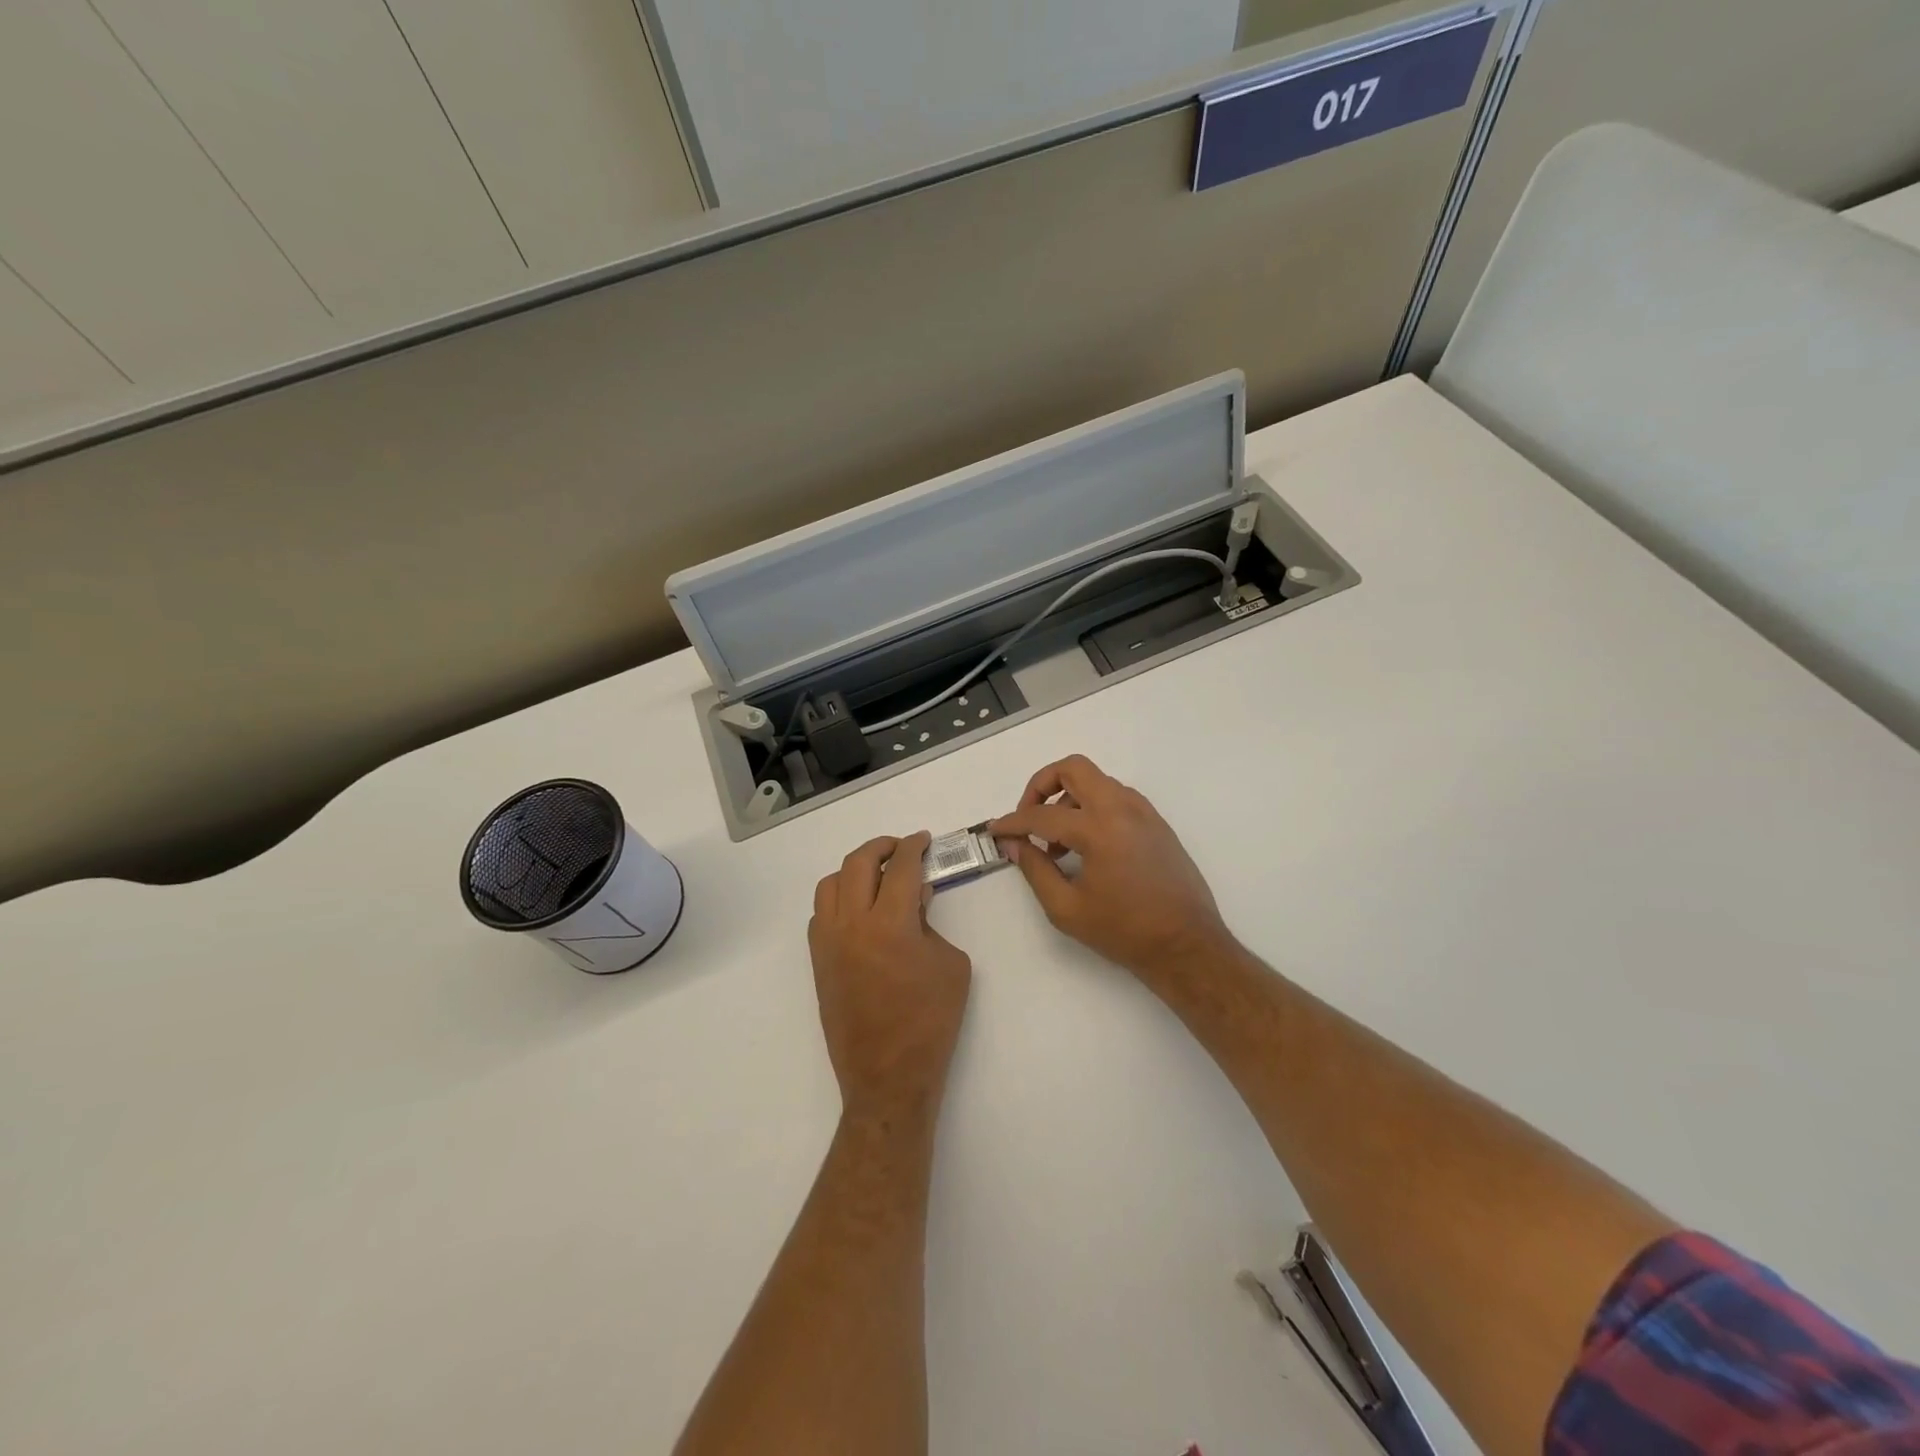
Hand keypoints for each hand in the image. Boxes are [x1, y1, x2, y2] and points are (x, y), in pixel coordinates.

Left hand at [809, 833, 972, 1121]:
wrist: (888, 1076)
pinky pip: (821, 914)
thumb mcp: (950, 964)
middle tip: (901, 848)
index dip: (913, 846)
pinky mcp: (819, 961)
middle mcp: (852, 924)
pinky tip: (859, 909)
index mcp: (890, 923)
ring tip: (876, 874)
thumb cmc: (931, 1021)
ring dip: (854, 870)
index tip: (922, 839)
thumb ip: (931, 923)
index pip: (900, 867)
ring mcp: (829, 943)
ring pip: (830, 884)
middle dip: (881, 846)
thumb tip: (915, 898)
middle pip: (858, 863)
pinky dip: (838, 899)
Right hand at [990, 755, 1235, 983]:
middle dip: (1042, 785)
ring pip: (1096, 781)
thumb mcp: (1067, 908)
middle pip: (1073, 768)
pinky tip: (1086, 846)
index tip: (996, 831)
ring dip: (1068, 799)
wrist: (1187, 945)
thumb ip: (1035, 869)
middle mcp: (1122, 808)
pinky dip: (1093, 808)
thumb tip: (1014, 844)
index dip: (1013, 822)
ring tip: (1058, 843)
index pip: (1042, 815)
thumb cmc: (1124, 931)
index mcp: (1099, 829)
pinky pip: (1116, 797)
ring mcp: (1143, 812)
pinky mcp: (1156, 823)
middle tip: (1029, 818)